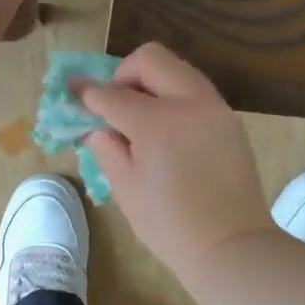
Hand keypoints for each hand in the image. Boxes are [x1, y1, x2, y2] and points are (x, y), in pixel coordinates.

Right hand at [78, 44, 274, 282]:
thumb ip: (107, 150)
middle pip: (151, 59)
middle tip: (114, 103)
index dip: (87, 91)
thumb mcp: (126, 190)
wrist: (231, 245)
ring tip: (140, 116)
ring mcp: (215, 108)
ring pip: (178, 69)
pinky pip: (196, 91)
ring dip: (152, 81)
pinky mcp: (230, 120)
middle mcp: (189, 103)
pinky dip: (174, 97)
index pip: (112, 94)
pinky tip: (167, 129)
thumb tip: (97, 128)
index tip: (72, 89)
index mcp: (157, 122)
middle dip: (124, 73)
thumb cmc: (170, 226)